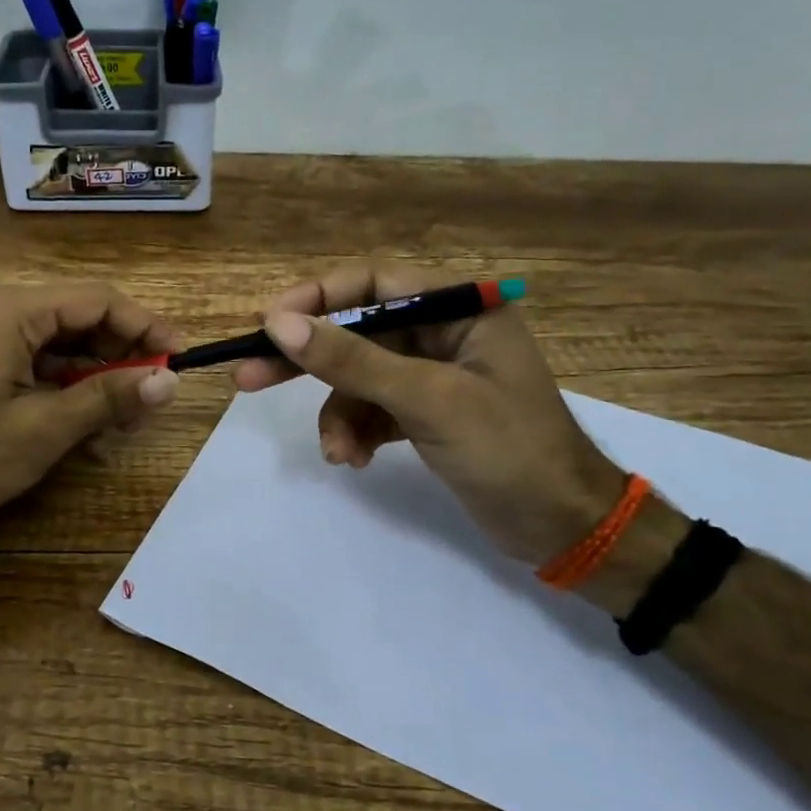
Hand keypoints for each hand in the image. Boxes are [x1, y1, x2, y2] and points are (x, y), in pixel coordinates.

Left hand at [0, 282, 179, 528]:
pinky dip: (72, 385)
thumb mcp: (44, 428)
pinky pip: (43, 362)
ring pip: (66, 342)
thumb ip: (109, 397)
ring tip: (130, 412)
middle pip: (83, 317)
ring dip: (101, 372)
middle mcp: (4, 311)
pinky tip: (92, 417)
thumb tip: (169, 380)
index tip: (180, 358)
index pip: (99, 300)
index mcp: (15, 310)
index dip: (146, 326)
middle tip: (157, 392)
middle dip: (125, 352)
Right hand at [234, 262, 624, 563]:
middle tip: (248, 376)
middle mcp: (443, 332)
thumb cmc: (508, 449)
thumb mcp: (427, 399)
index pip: (373, 284)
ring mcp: (431, 374)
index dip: (317, 298)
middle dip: (308, 359)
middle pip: (357, 331)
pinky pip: (371, 409)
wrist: (561, 527)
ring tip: (336, 452)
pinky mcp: (423, 412)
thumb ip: (353, 360)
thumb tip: (279, 324)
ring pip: (358, 377)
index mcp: (459, 308)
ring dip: (338, 413)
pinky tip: (353, 459)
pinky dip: (356, 432)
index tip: (268, 324)